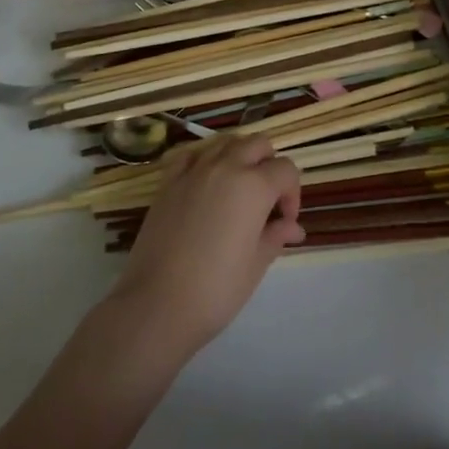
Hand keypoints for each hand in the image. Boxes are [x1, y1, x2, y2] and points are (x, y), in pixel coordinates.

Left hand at [110, 134, 304, 359]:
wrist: (156, 306)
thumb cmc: (215, 290)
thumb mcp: (256, 264)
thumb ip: (276, 236)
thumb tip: (292, 227)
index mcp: (254, 186)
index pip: (286, 170)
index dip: (292, 194)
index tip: (285, 222)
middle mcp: (226, 167)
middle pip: (258, 144)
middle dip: (270, 165)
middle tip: (267, 200)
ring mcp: (194, 171)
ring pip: (226, 142)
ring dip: (239, 156)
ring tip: (238, 188)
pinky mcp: (168, 182)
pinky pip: (191, 154)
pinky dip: (203, 159)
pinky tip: (205, 181)